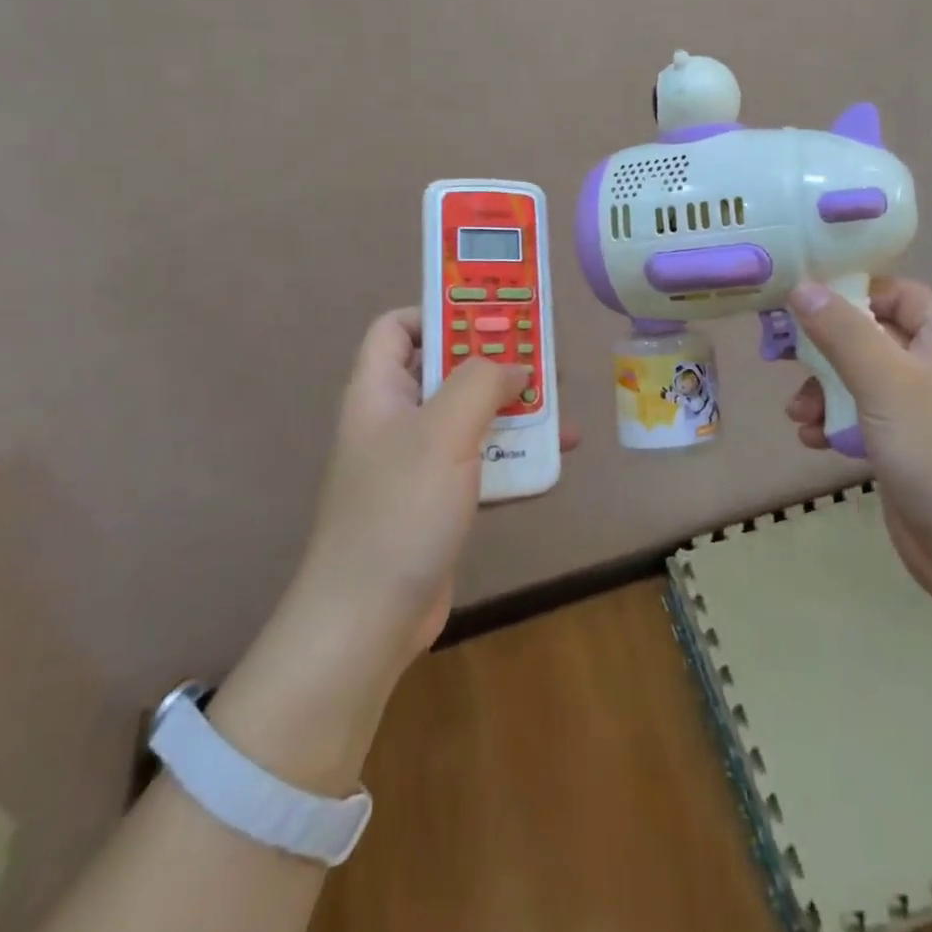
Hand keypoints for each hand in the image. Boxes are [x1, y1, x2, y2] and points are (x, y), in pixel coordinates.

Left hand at [291, 307, 580, 669]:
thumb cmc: (400, 510)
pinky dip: (516, 455)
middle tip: (544, 356)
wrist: (370, 620)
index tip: (491, 315)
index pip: (398, 327)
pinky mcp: (441, 499)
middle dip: (496, 361)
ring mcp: (419, 462)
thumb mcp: (443, 431)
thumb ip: (481, 382)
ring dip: (516, 409)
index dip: (439, 311)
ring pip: (472, 416)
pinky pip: (483, 461)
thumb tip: (515, 368)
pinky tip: (557, 457)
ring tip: (562, 405)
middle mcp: (397, 419)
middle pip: (447, 369)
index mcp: (380, 391)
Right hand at [784, 278, 931, 599]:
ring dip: (824, 392)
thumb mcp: (885, 383)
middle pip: (872, 337)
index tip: (798, 306)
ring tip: (797, 416)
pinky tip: (812, 440)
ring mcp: (929, 409)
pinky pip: (868, 417)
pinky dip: (838, 422)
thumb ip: (841, 331)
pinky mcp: (913, 446)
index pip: (895, 294)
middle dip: (825, 352)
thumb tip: (802, 286)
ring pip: (864, 380)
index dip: (847, 294)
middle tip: (783, 361)